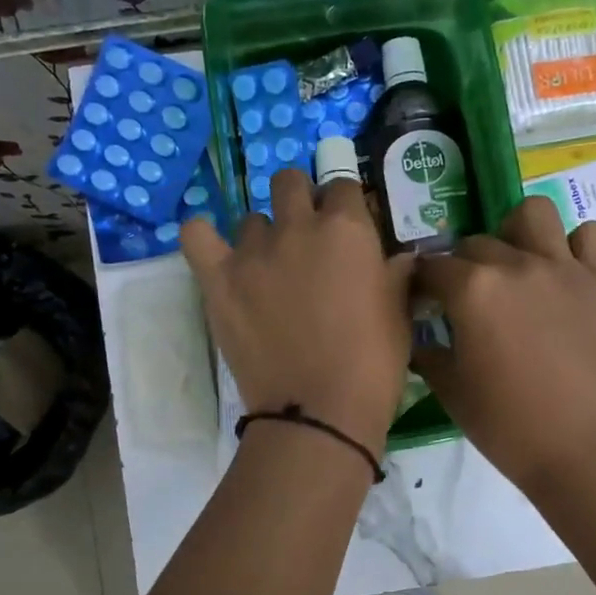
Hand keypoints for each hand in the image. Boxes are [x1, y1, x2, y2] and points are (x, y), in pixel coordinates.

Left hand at [182, 167, 413, 456]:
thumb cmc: (372, 365)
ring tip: (269, 270)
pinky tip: (217, 253)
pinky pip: (196, 234)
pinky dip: (204, 237)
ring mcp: (252, 251)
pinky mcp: (217, 279)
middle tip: (307, 241)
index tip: (348, 229)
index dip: (346, 206)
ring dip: (263, 236)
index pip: (343, 186)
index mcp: (347, 229)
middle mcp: (297, 226)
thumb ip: (395, 273)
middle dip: (301, 201)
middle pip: (290, 182)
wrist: (318, 412)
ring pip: (251, 219)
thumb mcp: (399, 313)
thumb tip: (397, 257)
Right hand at [412, 196, 595, 494]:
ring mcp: (564, 268)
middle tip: (467, 299)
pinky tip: (565, 272)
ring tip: (515, 264)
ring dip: (515, 232)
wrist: (587, 450)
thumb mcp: (453, 394)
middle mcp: (516, 264)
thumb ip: (430, 356)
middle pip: (475, 242)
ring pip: (532, 214)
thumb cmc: (510, 427)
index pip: (432, 267)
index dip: (422, 283)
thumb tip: (421, 340)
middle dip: (462, 265)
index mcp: (472, 290)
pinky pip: (590, 236)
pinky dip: (575, 245)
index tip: (421, 301)